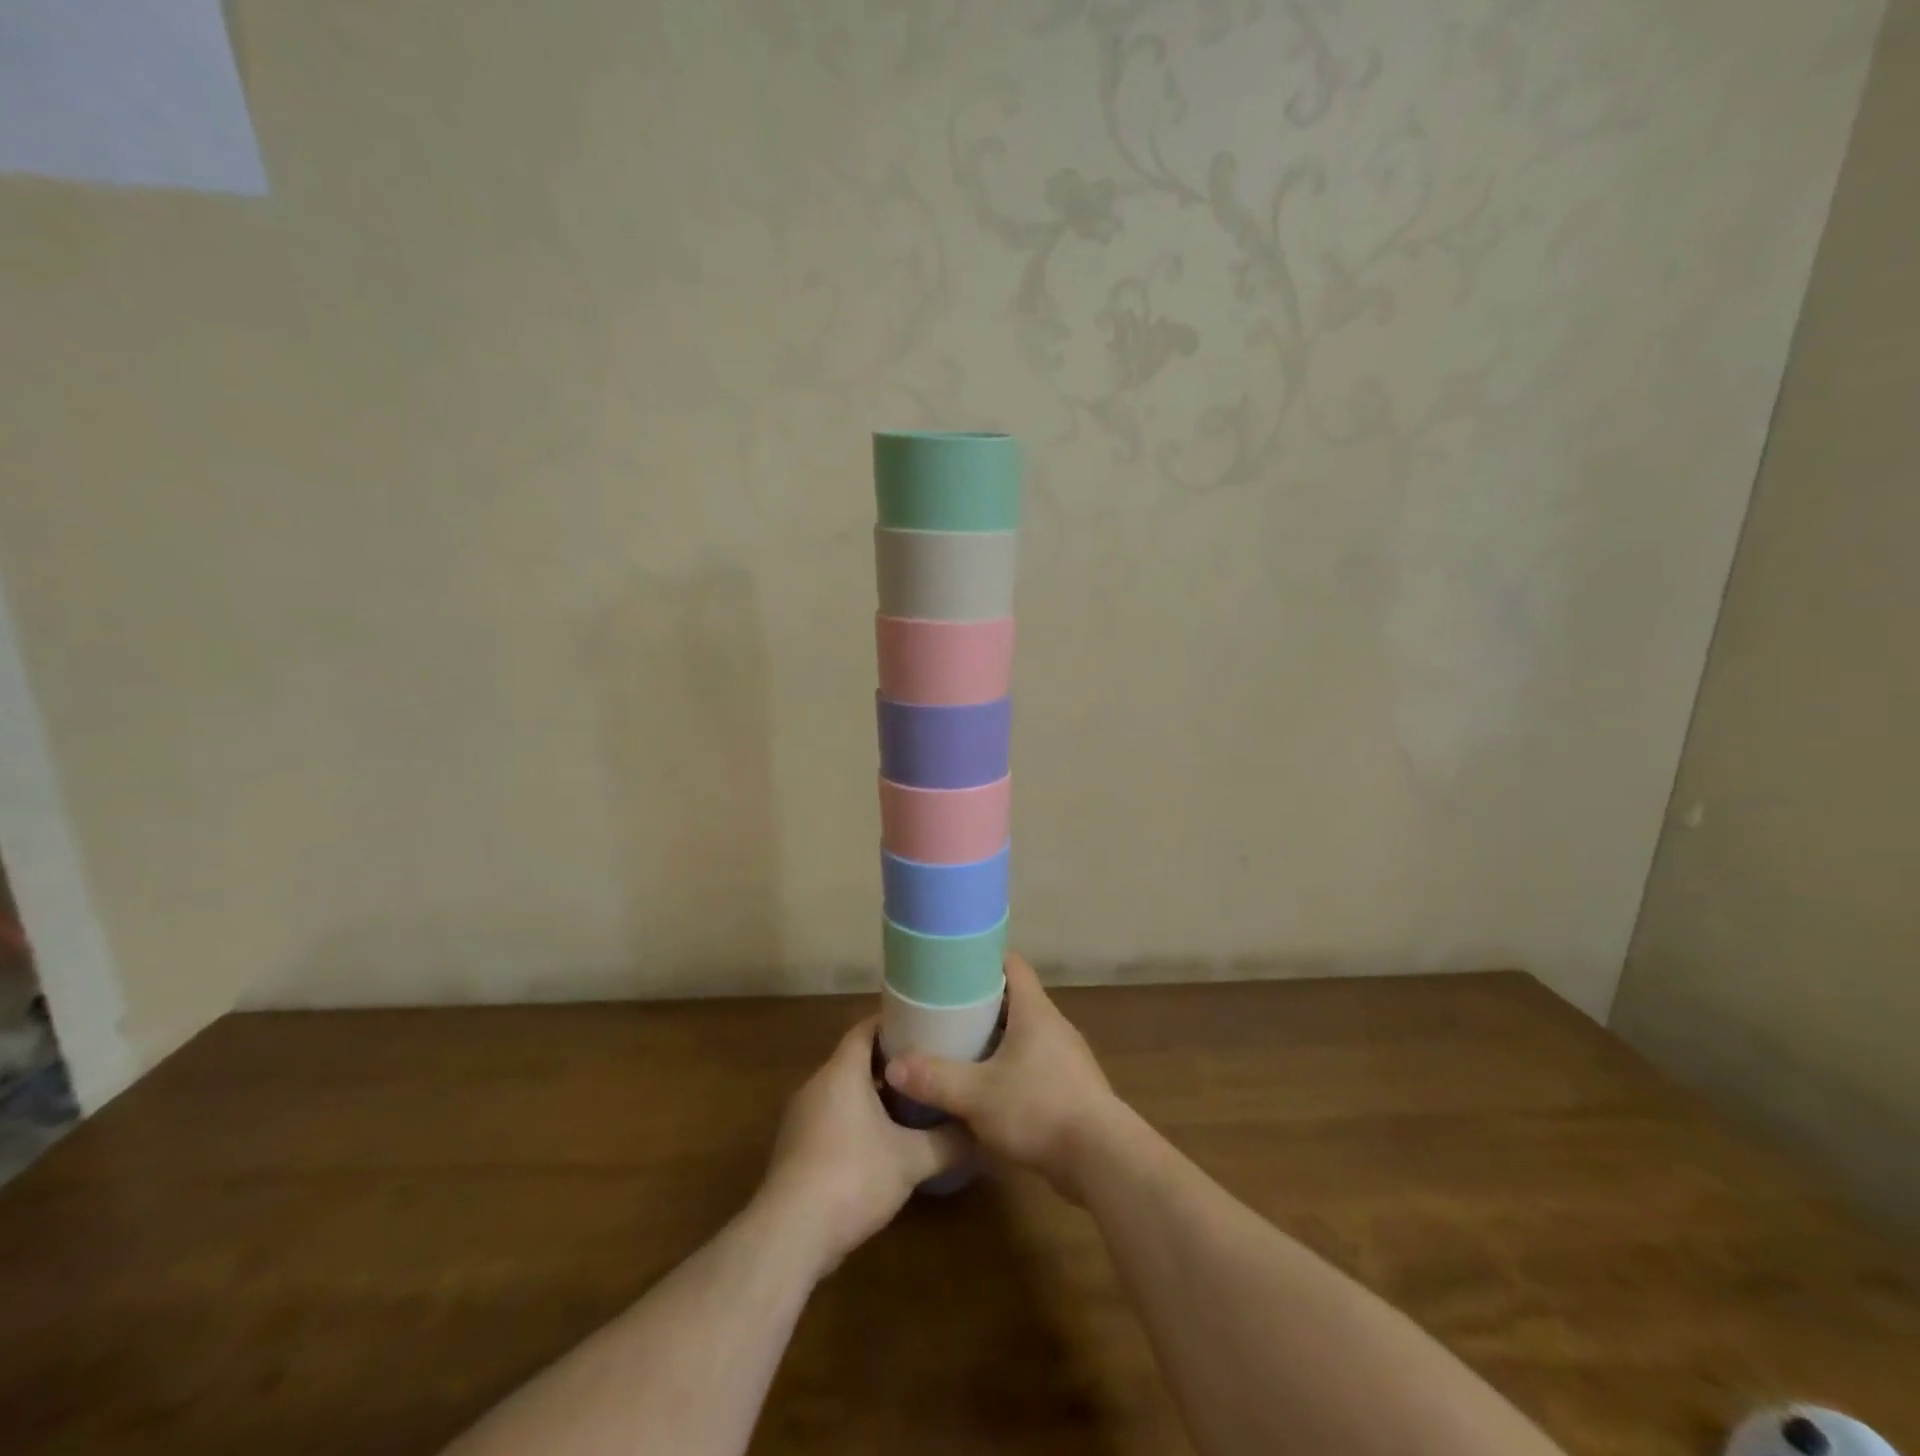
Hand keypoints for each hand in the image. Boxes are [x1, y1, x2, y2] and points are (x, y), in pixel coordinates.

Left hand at [760, 1016, 968, 1276]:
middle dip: (890, 1064)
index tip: (924, 1027)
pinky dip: (855, 1122)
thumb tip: (977, 1132)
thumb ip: (946, 1142)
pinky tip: (881, 1146)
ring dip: (873, 1096)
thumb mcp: (910, 1160)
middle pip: (855, 1060)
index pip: (865, 1029)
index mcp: (841, 1071)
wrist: (790, 1235)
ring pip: (842, 1093)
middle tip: (926, 1069)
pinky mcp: (795, 1150)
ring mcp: (801, 1118)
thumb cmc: (852, 1176)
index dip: (893, 1024)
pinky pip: (830, 1120)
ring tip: (911, 1107)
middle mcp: (816, 1085)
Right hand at [883, 953, 1122, 1201]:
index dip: (983, 959)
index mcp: (1035, 1011)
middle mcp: (1053, 1026)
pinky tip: (988, 1090)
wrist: (1102, 1158)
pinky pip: (1034, 1065)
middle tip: (944, 1012)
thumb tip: (893, 1066)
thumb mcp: (977, 1094)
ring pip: (1024, 1036)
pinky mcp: (1071, 1088)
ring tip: (959, 1049)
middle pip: (1015, 1000)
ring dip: (995, 1040)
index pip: (1012, 965)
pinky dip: (1011, 1069)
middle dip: (981, 1003)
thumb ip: (935, 1078)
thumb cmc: (1039, 1108)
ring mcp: (1066, 1058)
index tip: (953, 966)